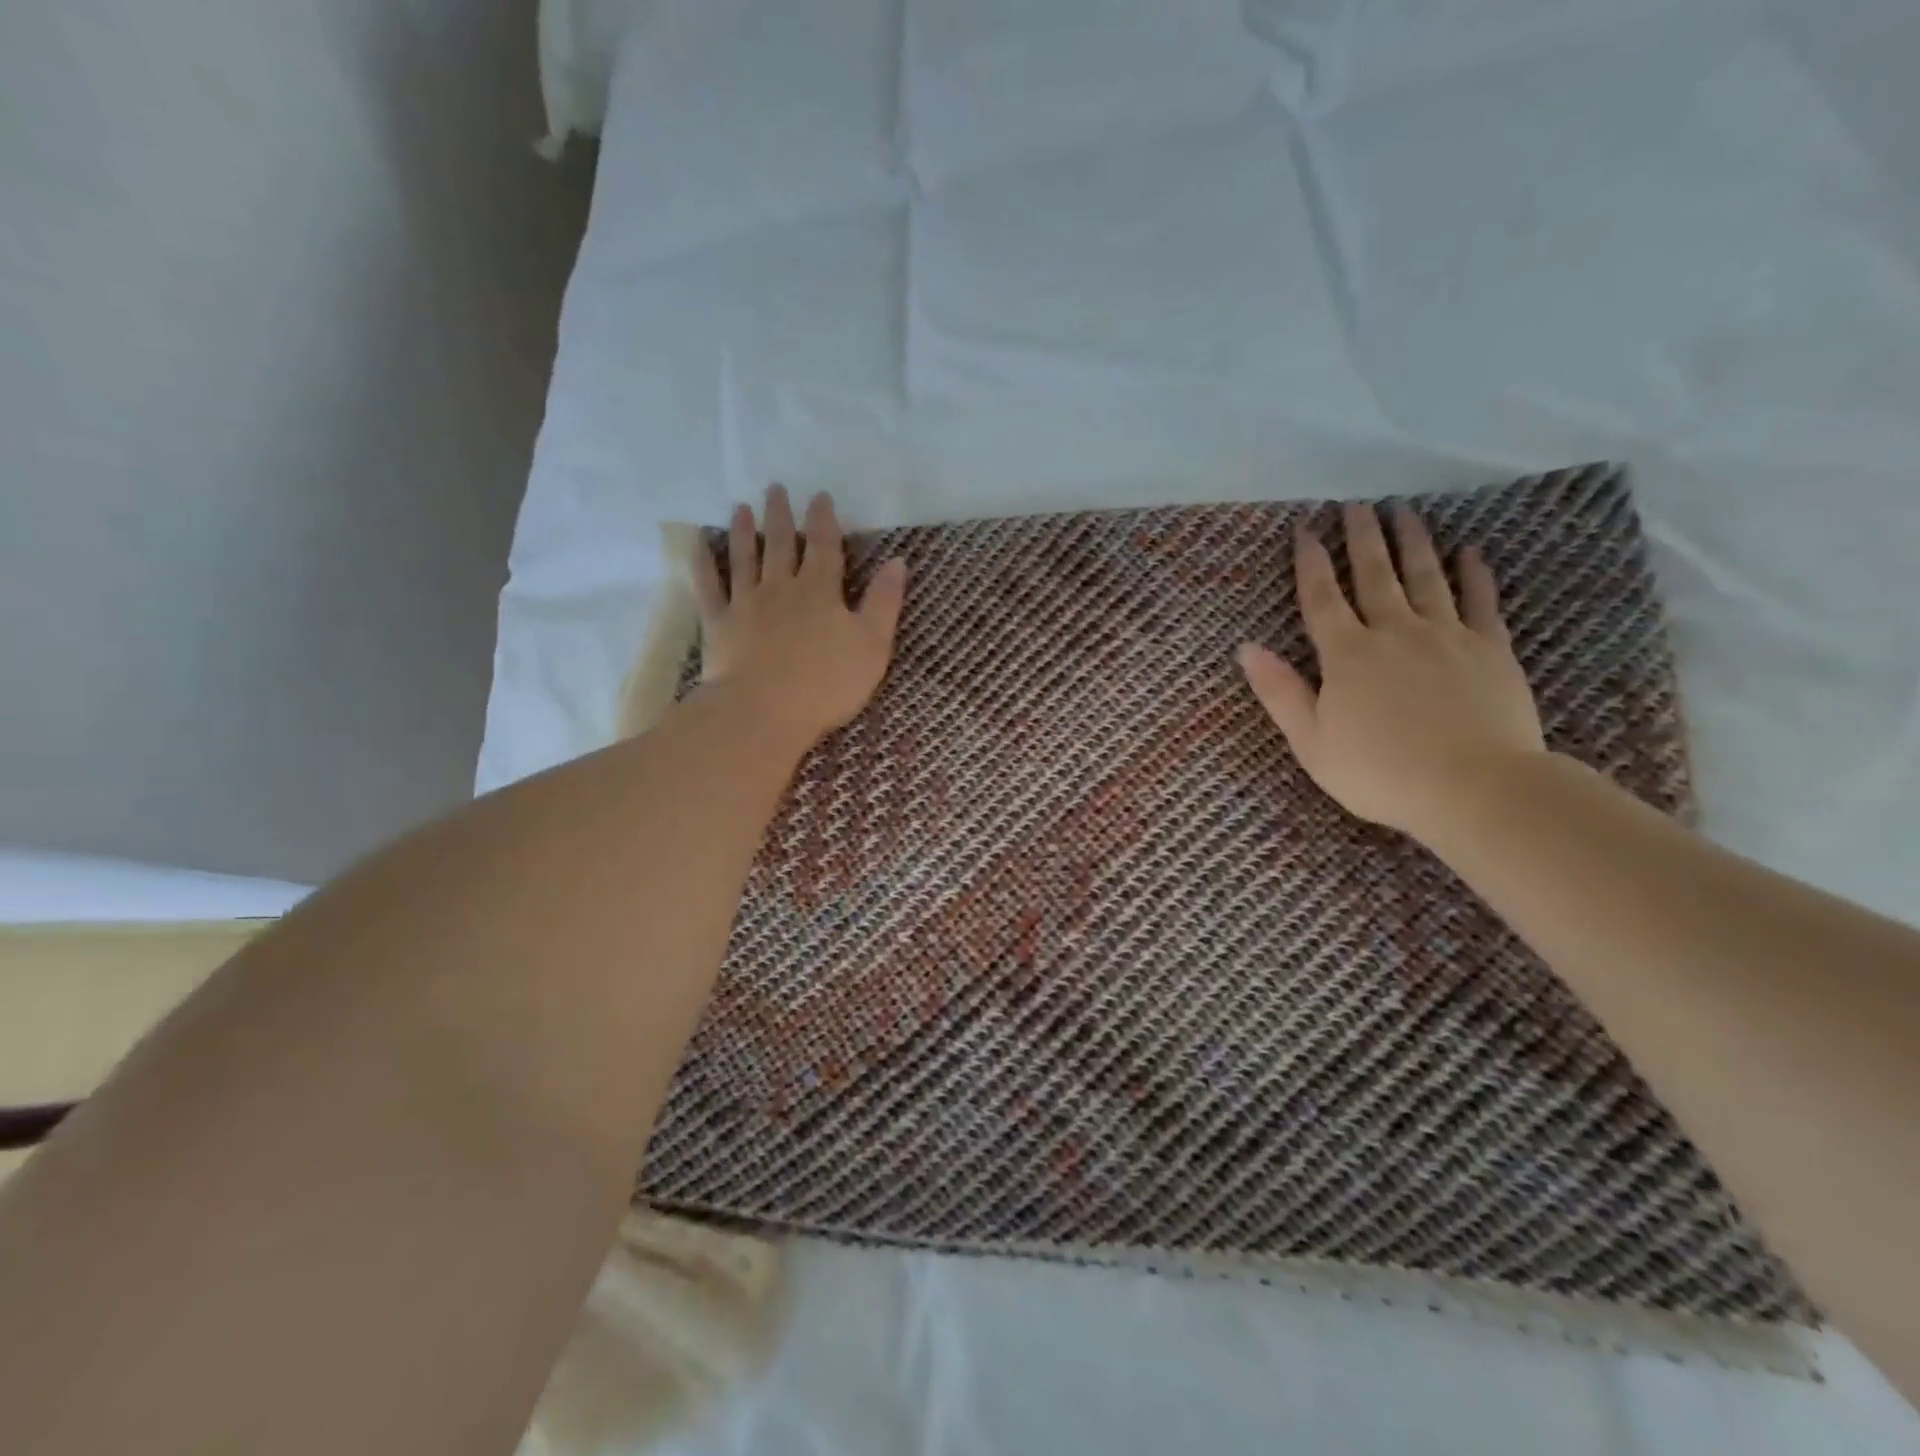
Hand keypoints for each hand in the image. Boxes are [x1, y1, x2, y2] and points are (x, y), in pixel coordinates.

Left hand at [691, 485, 906, 749]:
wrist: (763, 712)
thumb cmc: (826, 684)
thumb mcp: (872, 645)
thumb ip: (884, 602)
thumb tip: (897, 561)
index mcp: (820, 591)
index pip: (824, 546)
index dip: (824, 520)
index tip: (820, 496)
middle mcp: (781, 587)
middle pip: (781, 544)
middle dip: (781, 515)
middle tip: (775, 488)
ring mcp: (745, 603)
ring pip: (744, 558)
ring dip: (744, 531)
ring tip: (741, 508)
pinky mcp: (718, 625)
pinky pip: (708, 587)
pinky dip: (703, 564)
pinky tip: (699, 546)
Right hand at [1237, 502, 1545, 843]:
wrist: (1474, 787)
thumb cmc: (1379, 771)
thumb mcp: (1310, 740)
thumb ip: (1279, 691)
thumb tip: (1246, 648)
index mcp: (1347, 655)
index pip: (1321, 598)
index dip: (1310, 563)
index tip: (1305, 530)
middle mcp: (1394, 632)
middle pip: (1374, 575)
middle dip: (1362, 538)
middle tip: (1357, 505)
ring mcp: (1447, 636)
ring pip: (1426, 577)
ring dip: (1412, 542)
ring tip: (1405, 511)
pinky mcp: (1491, 649)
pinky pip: (1480, 601)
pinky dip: (1474, 574)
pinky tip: (1469, 552)